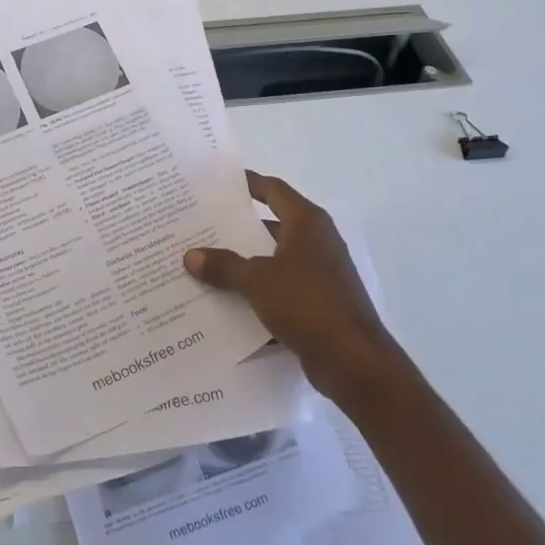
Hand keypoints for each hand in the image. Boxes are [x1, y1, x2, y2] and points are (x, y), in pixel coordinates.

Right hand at [185, 171, 403, 406]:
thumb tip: (191, 255)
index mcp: (306, 222)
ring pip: (273, 260)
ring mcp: (319, 274)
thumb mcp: (257, 281)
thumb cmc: (307, 304)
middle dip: (237, 229)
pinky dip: (258, 294)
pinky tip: (226, 303)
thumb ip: (224, 266)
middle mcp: (316, 241)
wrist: (353, 361)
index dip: (247, 184)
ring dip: (244, 264)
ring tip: (205, 265)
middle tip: (200, 227)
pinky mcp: (318, 304)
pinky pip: (280, 290)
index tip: (218, 184)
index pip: (273, 190)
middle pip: (270, 225)